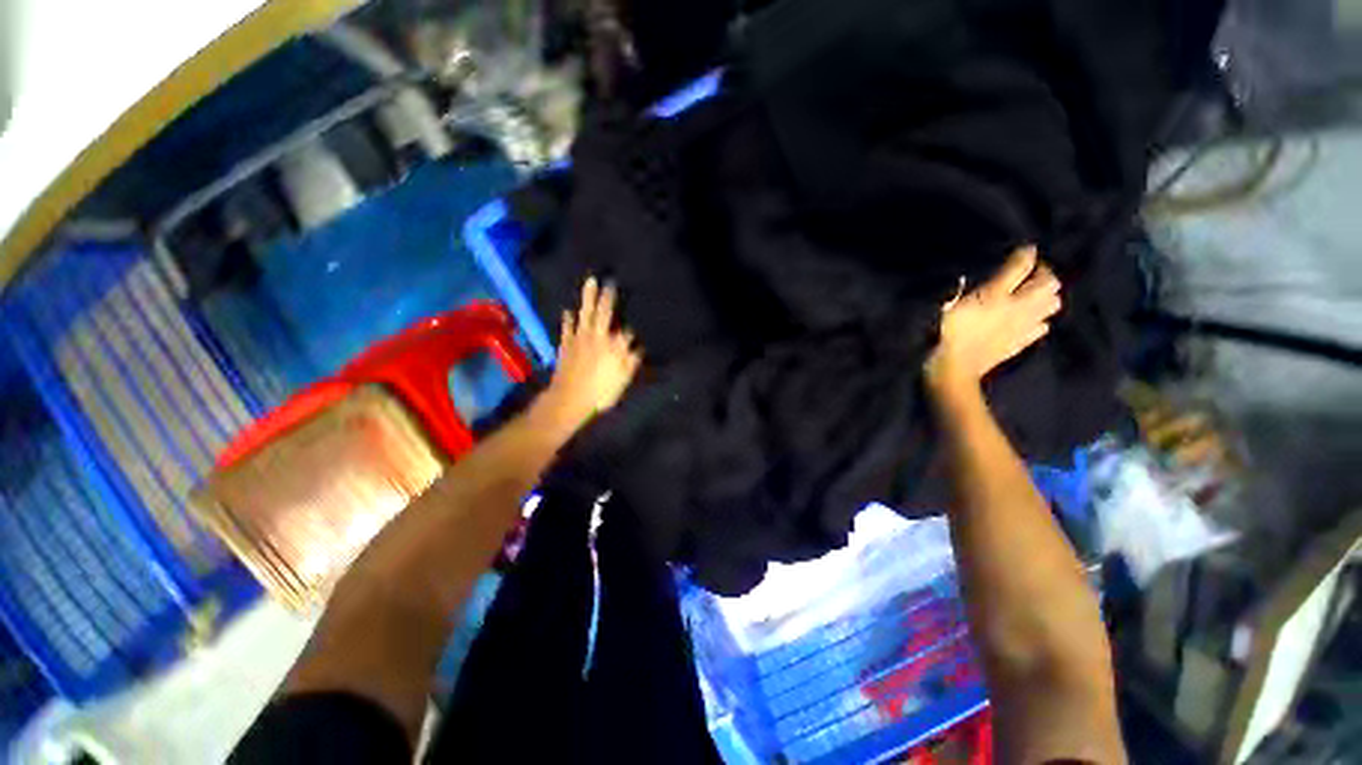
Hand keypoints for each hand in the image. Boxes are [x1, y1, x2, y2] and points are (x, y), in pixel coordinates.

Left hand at [539, 277, 642, 432]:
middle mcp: (599, 337)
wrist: (569, 398)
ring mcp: (580, 338)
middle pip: (605, 312)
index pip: (627, 332)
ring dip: (588, 297)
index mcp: (615, 347)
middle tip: (610, 281)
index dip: (632, 331)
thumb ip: (631, 362)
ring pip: (586, 313)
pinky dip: (568, 318)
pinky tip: (568, 310)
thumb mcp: (622, 380)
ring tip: (590, 281)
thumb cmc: (600, 392)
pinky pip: (567, 326)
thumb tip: (638, 347)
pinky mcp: (566, 343)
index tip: (635, 327)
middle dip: (609, 296)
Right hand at [925, 245, 1061, 392]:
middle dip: (1043, 274)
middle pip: (1049, 284)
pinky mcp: (1020, 343)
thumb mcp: (948, 306)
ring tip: (1033, 295)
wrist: (953, 369)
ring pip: (1052, 304)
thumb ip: (959, 289)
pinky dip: (1040, 319)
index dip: (1026, 254)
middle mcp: (1018, 307)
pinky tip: (1029, 319)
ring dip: (1047, 296)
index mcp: (998, 294)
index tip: (1025, 249)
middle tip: (1030, 273)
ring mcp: (1023, 327)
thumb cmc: (945, 334)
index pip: (1022, 266)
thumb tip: (964, 278)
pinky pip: (1042, 326)